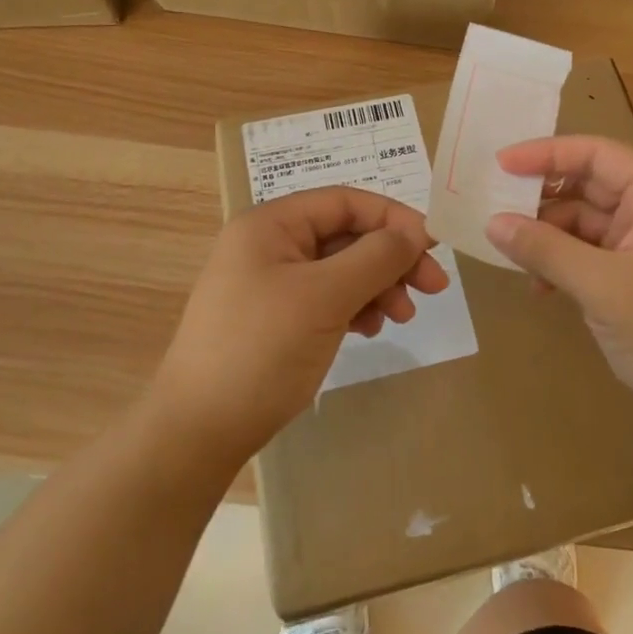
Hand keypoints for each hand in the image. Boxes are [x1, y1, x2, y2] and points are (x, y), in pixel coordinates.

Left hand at [152, 186, 448, 460]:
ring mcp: (271, 282)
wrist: (198, 432)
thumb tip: (417, 233)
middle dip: (391, 258)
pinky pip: (326, 297)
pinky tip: (369, 328)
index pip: (345, 201)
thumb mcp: (325, 298)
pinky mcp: (275, 317)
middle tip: (434, 288)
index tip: (434, 247)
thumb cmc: (261, 350)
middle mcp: (269, 244)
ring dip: (377, 285)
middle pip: (346, 235)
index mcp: (271, 224)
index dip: (393, 218)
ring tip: (401, 317)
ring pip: (341, 268)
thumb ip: (375, 258)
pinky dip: (354, 307)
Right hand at [485, 136, 632, 430]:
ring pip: (588, 222)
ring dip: (550, 237)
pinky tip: (540, 286)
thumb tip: (493, 223)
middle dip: (543, 198)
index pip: (596, 154)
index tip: (499, 165)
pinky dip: (567, 263)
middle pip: (590, 185)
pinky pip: (596, 253)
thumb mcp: (603, 289)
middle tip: (495, 208)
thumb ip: (546, 250)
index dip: (546, 154)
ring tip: (512, 255)